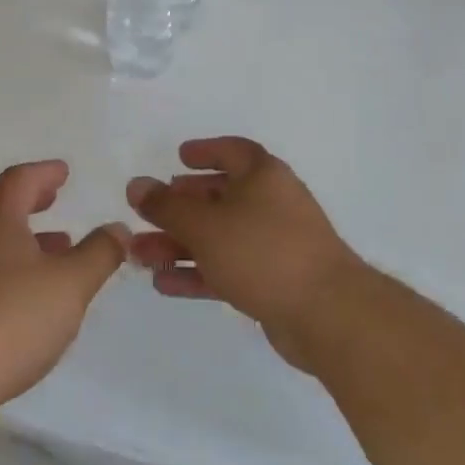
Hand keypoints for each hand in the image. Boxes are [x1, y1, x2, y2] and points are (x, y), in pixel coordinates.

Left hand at [0, 160, 127, 412]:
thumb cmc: (12, 318)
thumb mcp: (71, 283)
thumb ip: (99, 253)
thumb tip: (117, 228)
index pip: (19, 180)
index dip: (44, 172)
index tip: (63, 171)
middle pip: (1, 206)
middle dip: (31, 200)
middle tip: (54, 197)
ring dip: (26, 236)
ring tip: (58, 246)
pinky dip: (15, 265)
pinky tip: (34, 292)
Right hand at [126, 137, 363, 373]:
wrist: (327, 314)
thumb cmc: (263, 252)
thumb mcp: (205, 225)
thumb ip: (166, 206)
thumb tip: (137, 185)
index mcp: (263, 176)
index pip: (232, 151)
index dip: (205, 151)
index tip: (178, 157)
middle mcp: (271, 204)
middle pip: (219, 197)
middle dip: (180, 207)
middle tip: (148, 212)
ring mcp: (274, 244)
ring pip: (219, 236)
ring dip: (180, 244)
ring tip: (140, 254)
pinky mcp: (274, 281)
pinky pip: (228, 268)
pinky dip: (198, 272)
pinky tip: (164, 283)